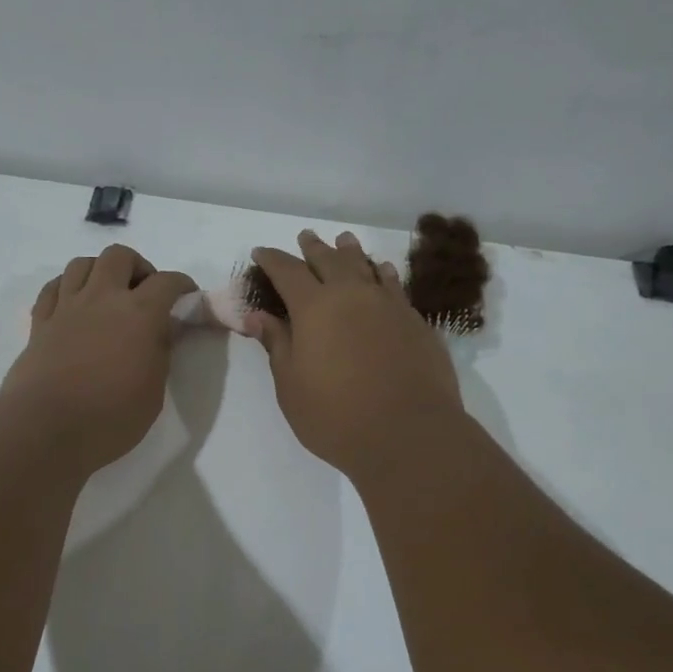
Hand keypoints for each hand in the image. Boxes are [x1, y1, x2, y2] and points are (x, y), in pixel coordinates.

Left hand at [1, 244, 196, 471]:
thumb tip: (161, 330)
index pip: (167, 281)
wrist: (46, 428)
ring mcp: (67, 307)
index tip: (187, 296)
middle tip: (143, 293)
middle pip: (119, 256)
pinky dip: (68, 287)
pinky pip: (53, 287)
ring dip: (100, 271)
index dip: (182, 284)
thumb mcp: (153, 391)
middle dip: (137, 267)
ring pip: (82, 263)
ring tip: (107, 295)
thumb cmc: (110, 417)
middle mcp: (102, 298)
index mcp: (139, 314)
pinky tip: (74, 304)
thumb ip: (160, 353)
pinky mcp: (40, 322)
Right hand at [245, 230, 463, 479]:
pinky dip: (382, 273)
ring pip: (366, 266)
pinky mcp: (416, 321)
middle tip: (305, 237)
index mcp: (314, 308)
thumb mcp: (291, 385)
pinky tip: (382, 271)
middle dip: (313, 248)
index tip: (260, 253)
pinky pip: (394, 285)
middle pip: (329, 260)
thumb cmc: (336, 416)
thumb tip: (256, 315)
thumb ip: (277, 344)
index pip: (287, 272)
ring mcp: (388, 305)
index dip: (272, 260)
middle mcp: (352, 295)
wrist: (409, 434)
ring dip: (350, 252)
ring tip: (343, 241)